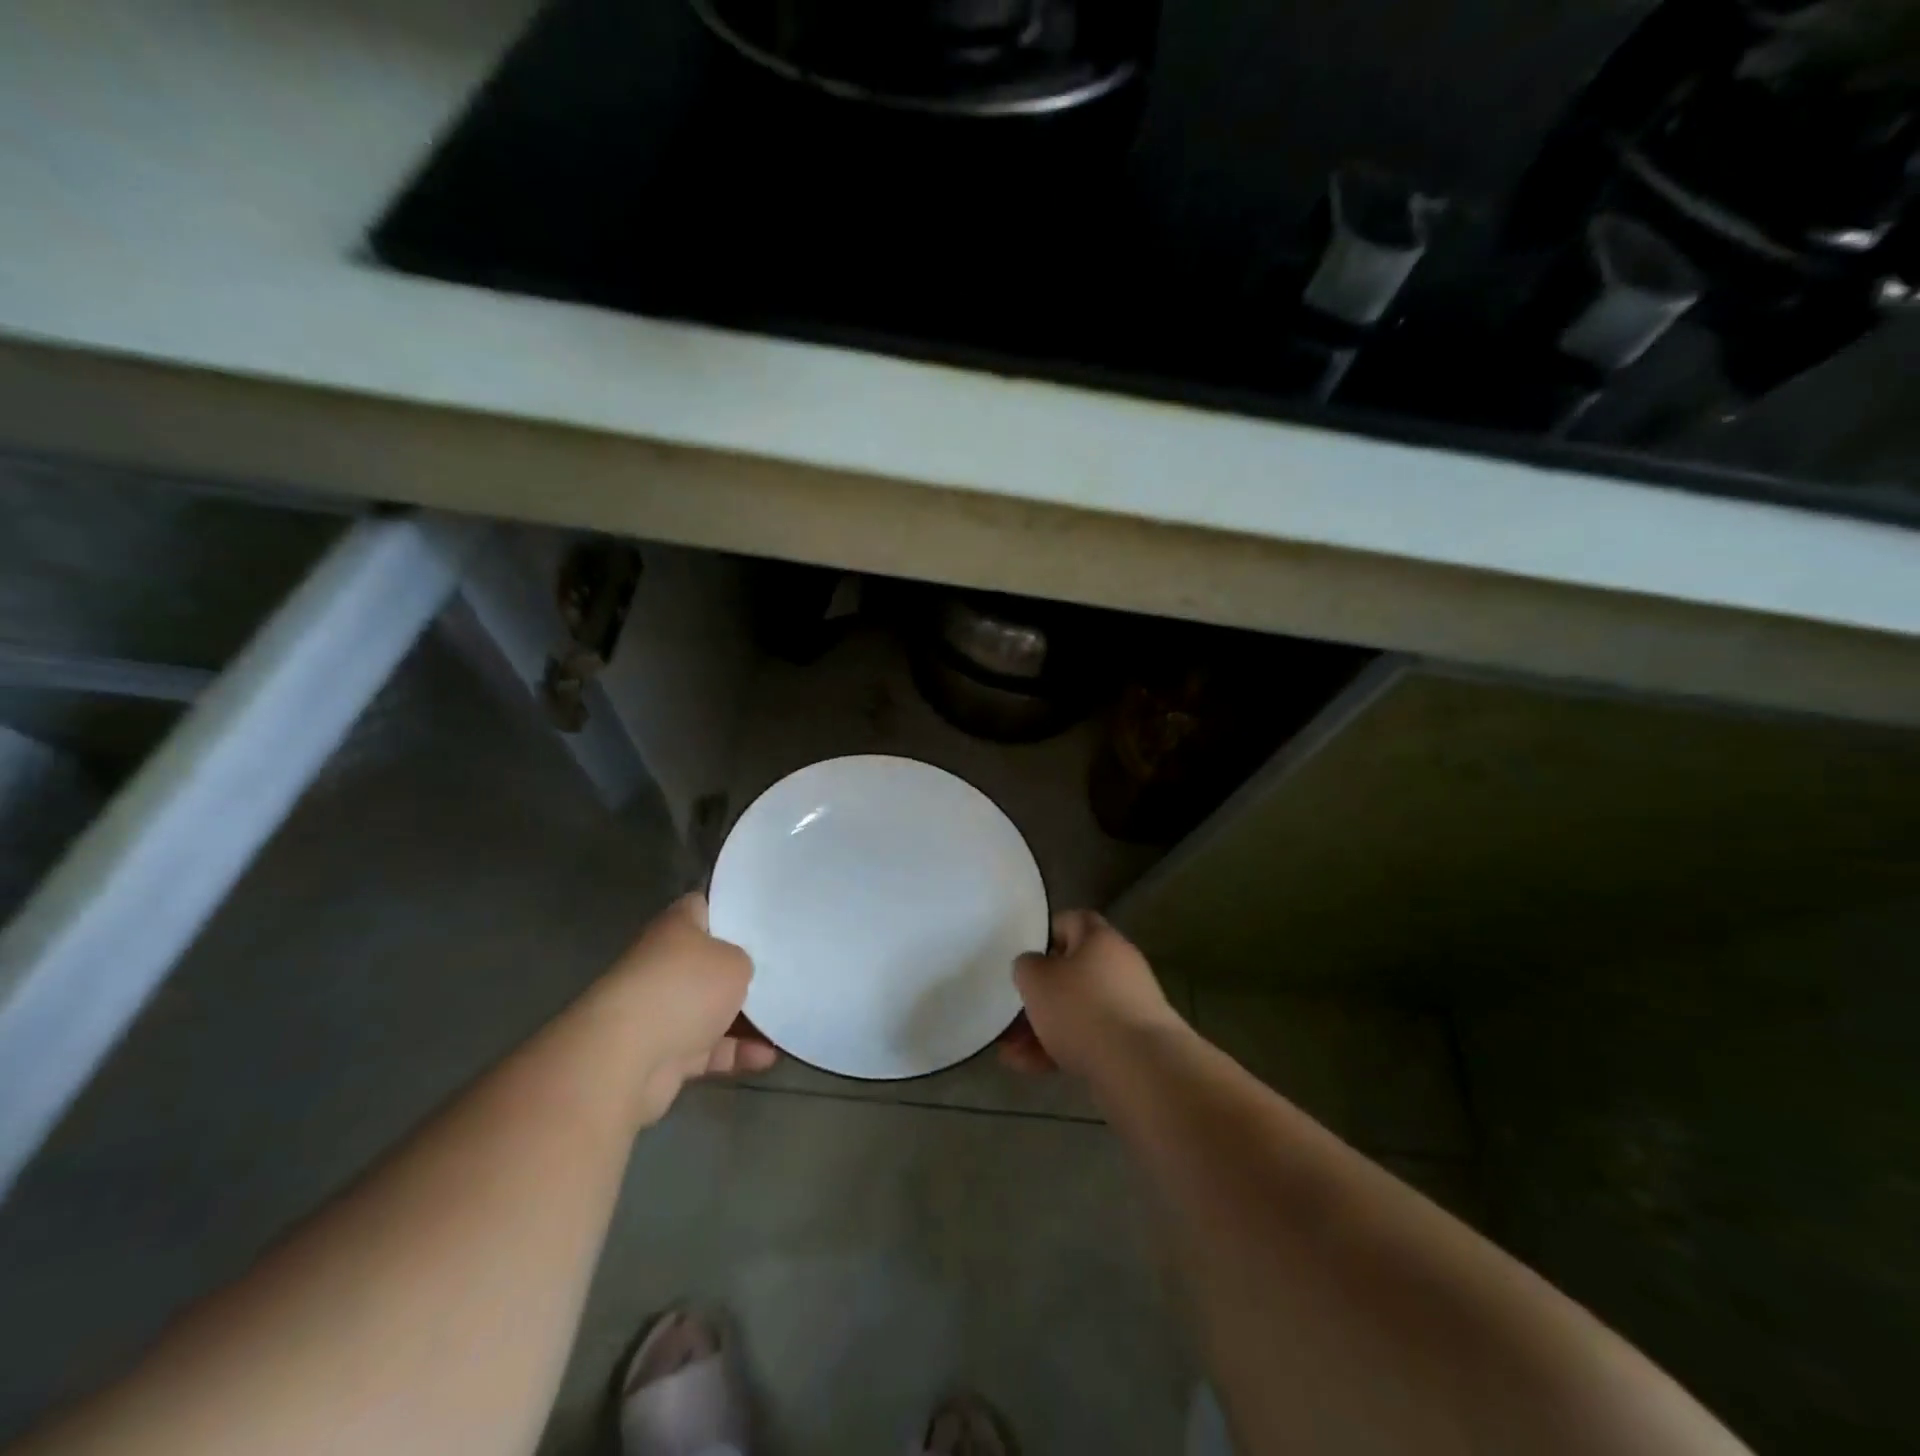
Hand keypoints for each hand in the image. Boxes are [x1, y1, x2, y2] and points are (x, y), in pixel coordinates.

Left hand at [602, 893, 776, 1122]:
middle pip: (710, 962)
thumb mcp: (735, 962)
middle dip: (742, 970)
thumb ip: (743, 961)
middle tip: (783, 971)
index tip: (763, 918)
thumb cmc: (685, 989)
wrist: (627, 1059)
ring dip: (745, 1018)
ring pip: (711, 1009)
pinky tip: (768, 1057)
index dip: (732, 910)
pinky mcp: (664, 1054)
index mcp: (676, 928)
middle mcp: (664, 964)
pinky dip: (735, 1053)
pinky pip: (708, 1049)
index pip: (704, 906)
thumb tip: (738, 972)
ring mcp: (661, 1010)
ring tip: (785, 1019)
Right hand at [1000, 910, 1185, 1079]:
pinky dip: (1061, 1049)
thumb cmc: (1083, 1010)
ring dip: (1043, 1027)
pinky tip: (1030, 1067)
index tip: (1024, 952)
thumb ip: (1027, 966)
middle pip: (1072, 972)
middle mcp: (1120, 967)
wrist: (1142, 1069)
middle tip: (1011, 1012)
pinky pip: (1089, 1039)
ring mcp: (1129, 1007)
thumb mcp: (1037, 980)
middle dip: (1039, 994)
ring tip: (1010, 1051)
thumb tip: (1033, 966)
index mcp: (1101, 939)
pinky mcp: (1132, 1044)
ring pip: (1076, 1011)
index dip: (1047, 932)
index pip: (1073, 920)